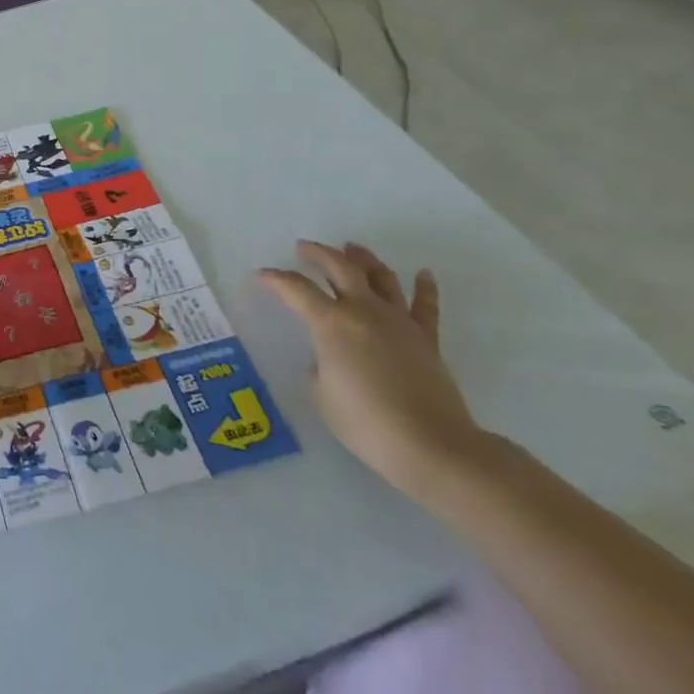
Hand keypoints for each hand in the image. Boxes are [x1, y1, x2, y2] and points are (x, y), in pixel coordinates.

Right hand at [259, 241, 487, 501]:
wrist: (431, 444)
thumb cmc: (365, 422)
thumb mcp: (322, 394)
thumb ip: (320, 367)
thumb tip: (329, 357)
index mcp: (331, 323)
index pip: (296, 290)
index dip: (275, 280)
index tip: (262, 276)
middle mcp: (364, 311)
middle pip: (340, 268)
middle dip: (318, 253)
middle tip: (304, 248)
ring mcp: (399, 322)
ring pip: (381, 277)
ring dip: (364, 259)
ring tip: (352, 248)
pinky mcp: (427, 339)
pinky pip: (426, 305)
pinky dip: (424, 287)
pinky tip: (423, 274)